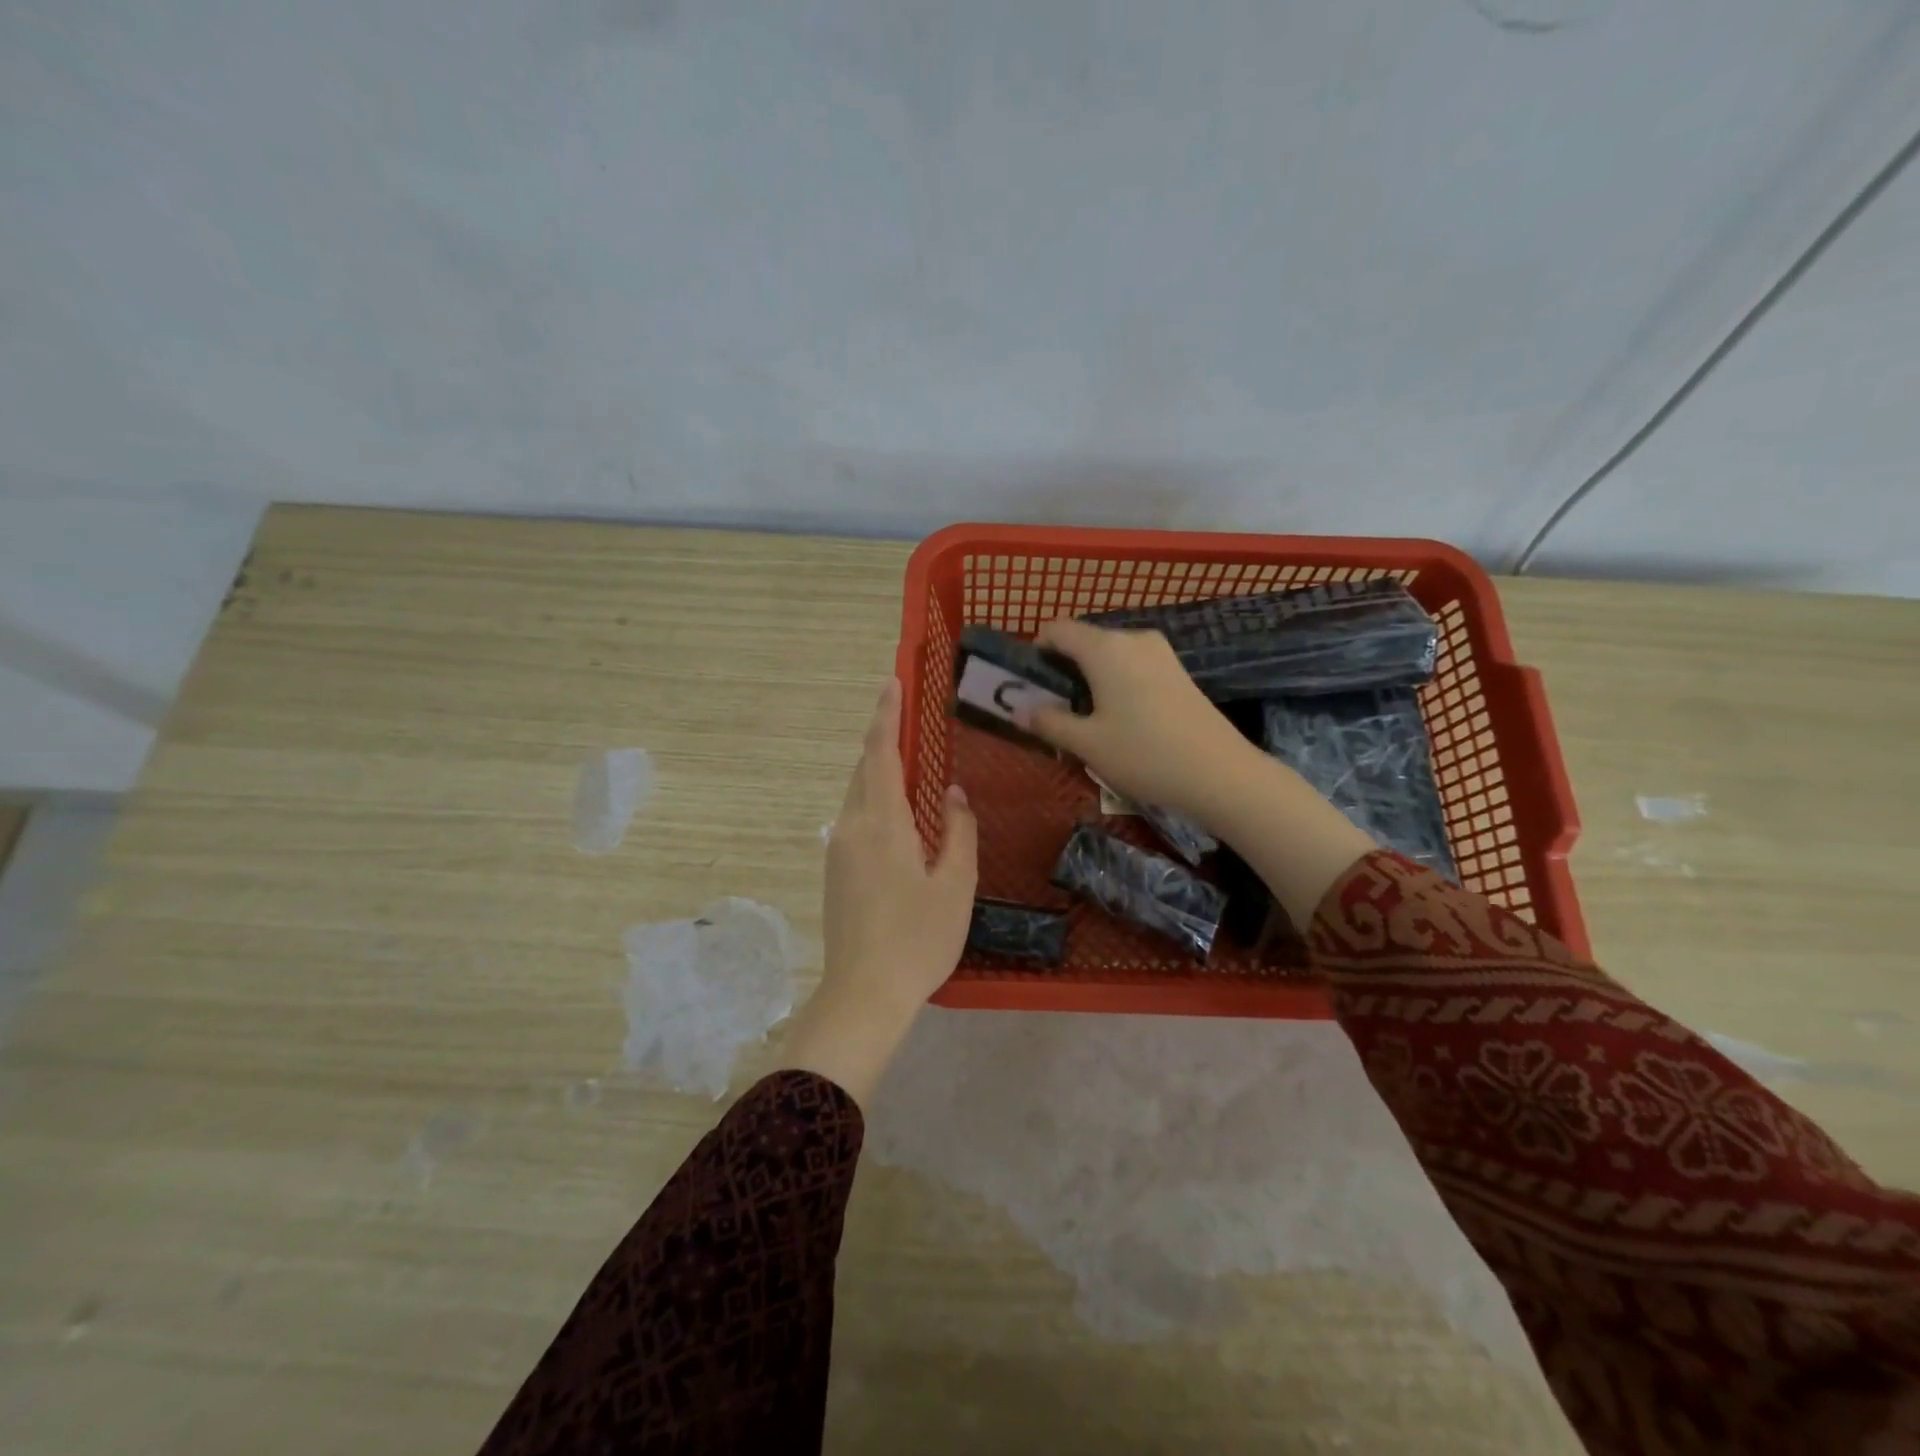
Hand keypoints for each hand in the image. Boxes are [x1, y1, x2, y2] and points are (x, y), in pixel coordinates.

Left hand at [781, 678, 976, 1105]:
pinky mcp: (835, 872)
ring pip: (858, 796)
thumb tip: (951, 793)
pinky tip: (897, 817)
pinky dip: (875, 802)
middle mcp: (851, 827)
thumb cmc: (918, 939)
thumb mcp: (955, 884)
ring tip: (907, 763)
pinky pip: (855, 820)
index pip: (881, 754)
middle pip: (865, 771)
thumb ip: (958, 831)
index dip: (886, 716)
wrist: (863, 994)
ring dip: (878, 773)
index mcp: (881, 823)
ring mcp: (838, 850)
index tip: (891, 682)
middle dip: (882, 740)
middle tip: (904, 716)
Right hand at [1021, 619, 1262, 831]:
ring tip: (1086, 718)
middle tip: (1054, 709)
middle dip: (1063, 668)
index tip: (1030, 685)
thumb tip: (1019, 710)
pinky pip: (1133, 665)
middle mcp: (1133, 639)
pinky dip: (1115, 682)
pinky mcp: (1178, 671)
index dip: (1036, 651)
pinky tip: (1120, 719)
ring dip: (1090, 678)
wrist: (1221, 774)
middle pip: (1084, 641)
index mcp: (1105, 648)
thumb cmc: (1144, 754)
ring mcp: (1160, 653)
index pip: (1057, 629)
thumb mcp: (1087, 743)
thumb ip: (1049, 722)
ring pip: (1110, 655)